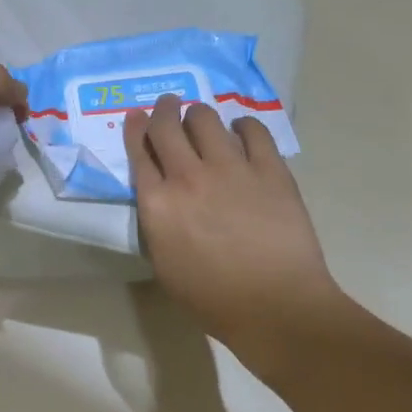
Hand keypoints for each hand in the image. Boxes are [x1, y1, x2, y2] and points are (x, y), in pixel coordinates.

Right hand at [125, 96, 339, 369]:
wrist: (276, 306)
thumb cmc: (213, 299)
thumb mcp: (164, 265)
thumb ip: (156, 223)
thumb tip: (160, 198)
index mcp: (157, 203)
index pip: (139, 151)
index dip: (135, 128)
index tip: (137, 116)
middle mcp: (188, 176)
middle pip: (166, 126)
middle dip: (163, 109)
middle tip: (167, 104)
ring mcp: (231, 168)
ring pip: (206, 119)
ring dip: (198, 115)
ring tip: (202, 120)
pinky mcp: (269, 169)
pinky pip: (253, 130)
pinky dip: (242, 126)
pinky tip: (242, 132)